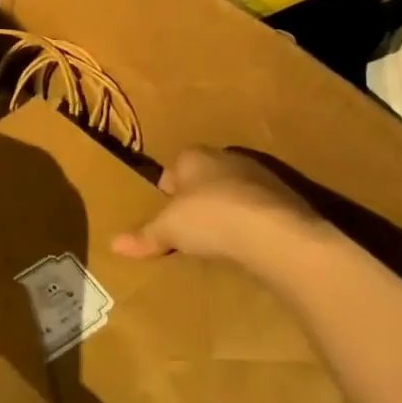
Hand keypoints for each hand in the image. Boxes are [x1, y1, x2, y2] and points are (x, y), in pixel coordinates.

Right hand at [113, 147, 327, 264]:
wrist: (277, 234)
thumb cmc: (210, 218)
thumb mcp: (168, 230)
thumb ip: (144, 236)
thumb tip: (113, 245)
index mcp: (194, 156)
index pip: (174, 166)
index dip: (168, 189)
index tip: (166, 212)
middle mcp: (227, 158)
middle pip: (205, 177)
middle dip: (198, 197)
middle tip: (189, 226)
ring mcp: (261, 178)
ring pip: (235, 191)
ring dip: (228, 210)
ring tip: (219, 240)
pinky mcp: (288, 201)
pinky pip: (261, 210)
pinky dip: (253, 224)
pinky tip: (248, 246)